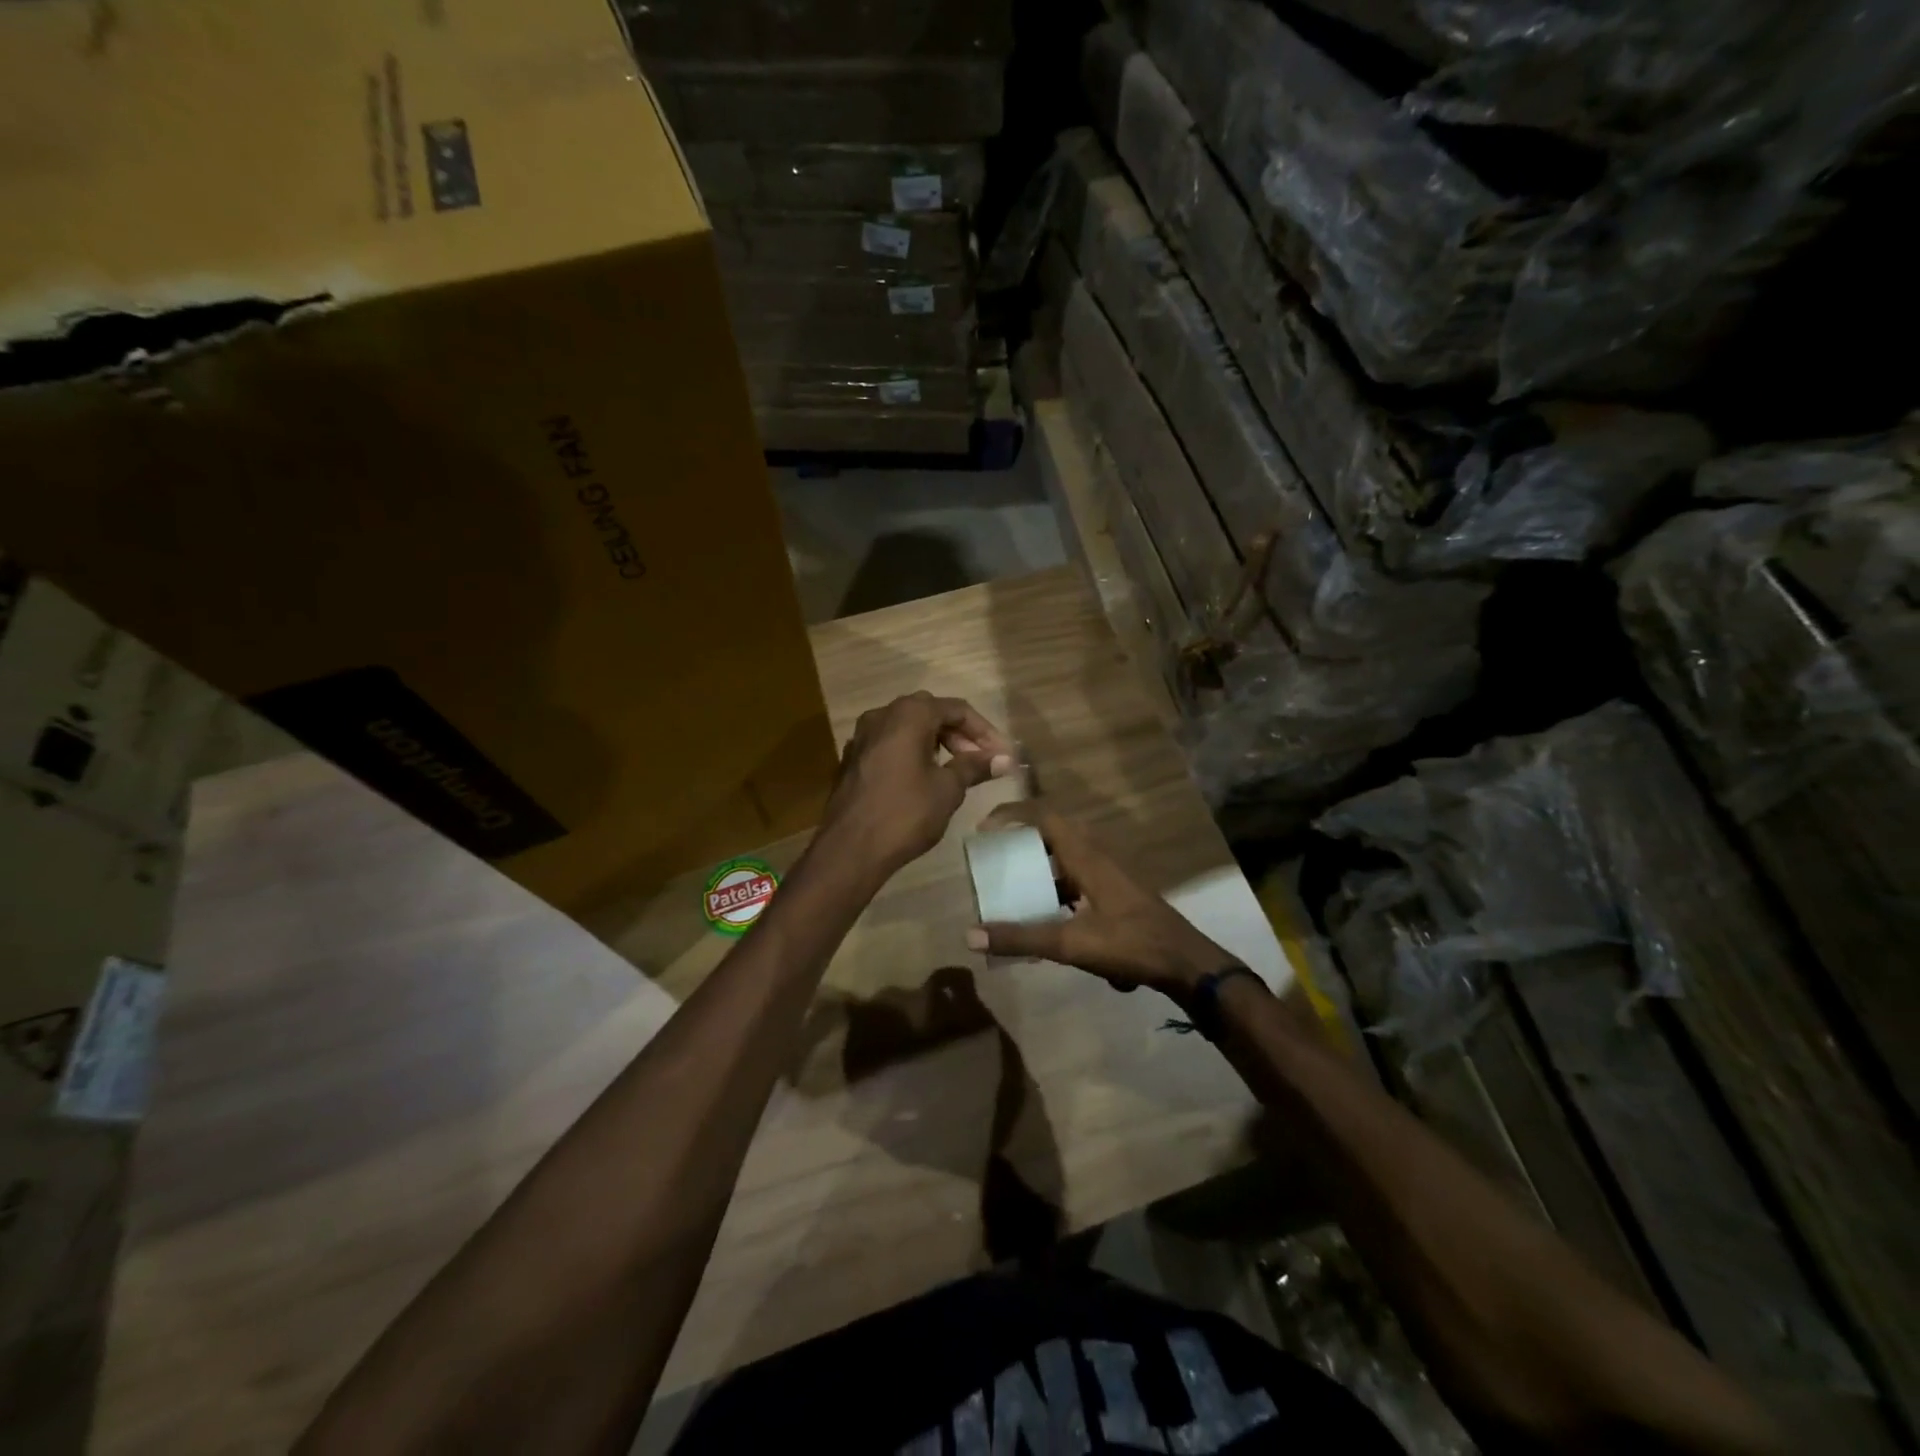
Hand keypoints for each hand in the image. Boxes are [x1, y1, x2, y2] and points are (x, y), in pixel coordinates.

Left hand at [818, 692, 1014, 876]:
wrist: (849, 849)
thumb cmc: (905, 813)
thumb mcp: (948, 789)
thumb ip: (974, 767)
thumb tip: (1004, 759)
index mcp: (908, 714)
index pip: (957, 709)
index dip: (984, 731)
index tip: (1001, 755)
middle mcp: (882, 715)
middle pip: (930, 713)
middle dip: (959, 734)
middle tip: (980, 761)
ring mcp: (862, 736)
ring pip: (907, 728)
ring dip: (935, 743)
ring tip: (956, 770)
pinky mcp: (852, 759)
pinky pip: (890, 745)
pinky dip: (912, 753)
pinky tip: (923, 779)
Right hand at [964, 804, 1238, 1000]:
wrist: (1185, 962)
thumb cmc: (1130, 943)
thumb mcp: (1071, 944)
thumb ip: (1021, 938)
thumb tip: (970, 935)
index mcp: (1086, 855)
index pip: (1044, 816)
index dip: (1012, 814)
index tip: (984, 828)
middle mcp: (1098, 854)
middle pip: (1053, 832)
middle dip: (1021, 839)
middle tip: (995, 856)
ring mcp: (1111, 872)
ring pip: (1067, 855)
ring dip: (1040, 863)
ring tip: (1014, 885)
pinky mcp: (1117, 890)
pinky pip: (1078, 874)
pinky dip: (1057, 885)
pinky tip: (1048, 914)